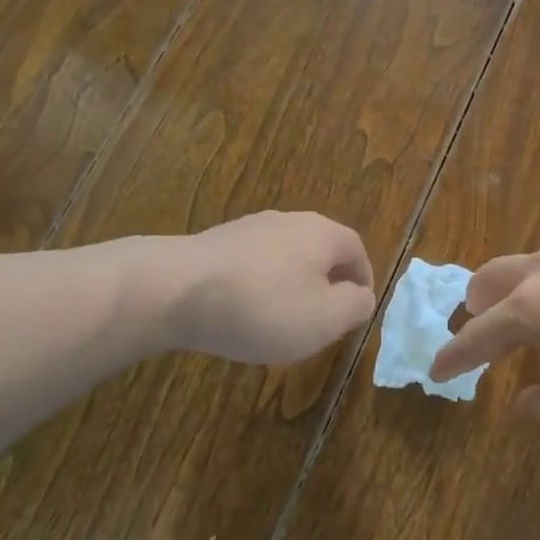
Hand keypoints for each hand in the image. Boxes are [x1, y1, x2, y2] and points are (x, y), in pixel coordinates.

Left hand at [167, 212, 376, 364]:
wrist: (177, 289)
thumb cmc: (263, 306)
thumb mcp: (325, 319)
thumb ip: (355, 306)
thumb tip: (362, 295)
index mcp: (321, 233)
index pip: (356, 249)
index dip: (362, 280)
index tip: (356, 310)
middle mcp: (288, 220)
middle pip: (319, 249)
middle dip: (325, 282)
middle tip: (322, 318)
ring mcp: (249, 227)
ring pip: (284, 256)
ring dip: (290, 284)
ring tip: (281, 319)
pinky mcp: (217, 241)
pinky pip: (252, 264)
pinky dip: (258, 286)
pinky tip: (243, 312)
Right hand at [429, 235, 539, 442]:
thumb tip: (525, 402)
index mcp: (533, 311)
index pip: (478, 336)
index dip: (454, 357)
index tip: (437, 370)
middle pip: (492, 277)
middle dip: (476, 303)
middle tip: (477, 323)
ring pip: (533, 264)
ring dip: (519, 289)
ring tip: (538, 314)